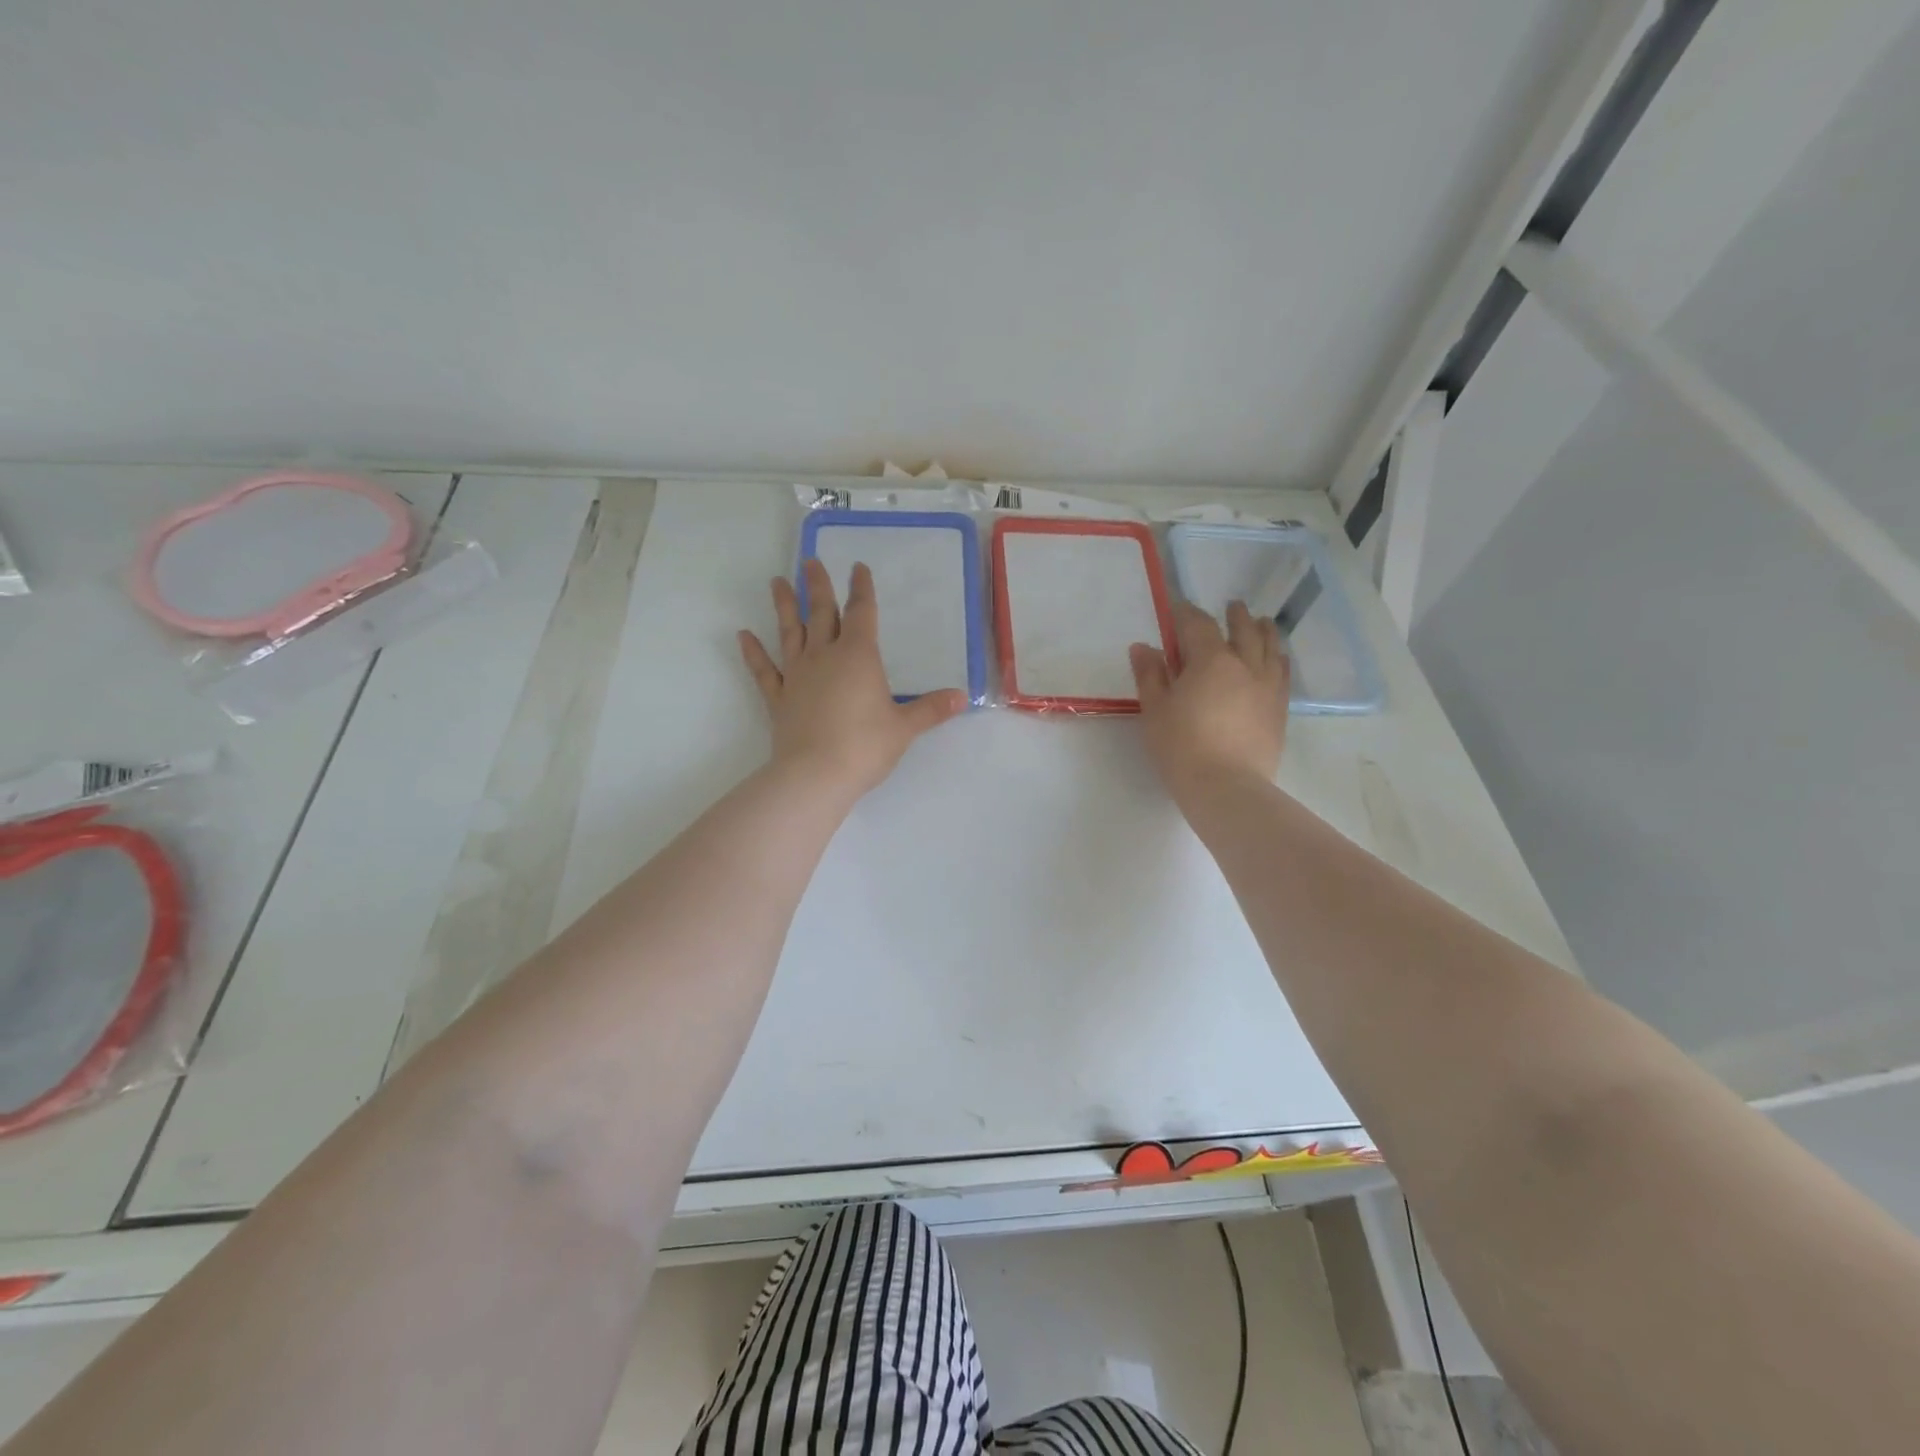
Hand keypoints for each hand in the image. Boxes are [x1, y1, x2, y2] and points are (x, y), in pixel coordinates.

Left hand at [740, 559, 966, 802]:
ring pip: (790, 633)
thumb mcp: (905, 728)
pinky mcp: (779, 699)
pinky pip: (764, 671)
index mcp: (858, 656)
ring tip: (777, 581)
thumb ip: (931, 709)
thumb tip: (962, 697)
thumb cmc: (865, 746)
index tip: (858, 567)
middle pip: (821, 613)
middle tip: (809, 561)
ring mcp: (797, 676)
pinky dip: (753, 652)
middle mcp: (825, 656)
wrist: (815, 775)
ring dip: (784, 606)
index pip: (862, 613)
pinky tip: (743, 635)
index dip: (862, 589)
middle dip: (817, 586)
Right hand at [1130, 601, 1289, 803]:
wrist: (1226, 787)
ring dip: (1264, 630)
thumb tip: (1143, 646)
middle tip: (1232, 606)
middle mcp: (1245, 665)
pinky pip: (1283, 673)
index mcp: (1211, 660)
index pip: (1198, 625)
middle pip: (1243, 630)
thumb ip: (1150, 674)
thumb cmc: (1181, 746)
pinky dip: (1279, 658)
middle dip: (1235, 616)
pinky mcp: (1279, 709)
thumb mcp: (1155, 709)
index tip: (1178, 606)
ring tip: (1262, 623)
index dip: (1186, 612)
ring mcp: (1267, 687)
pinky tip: (1278, 659)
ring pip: (1271, 648)